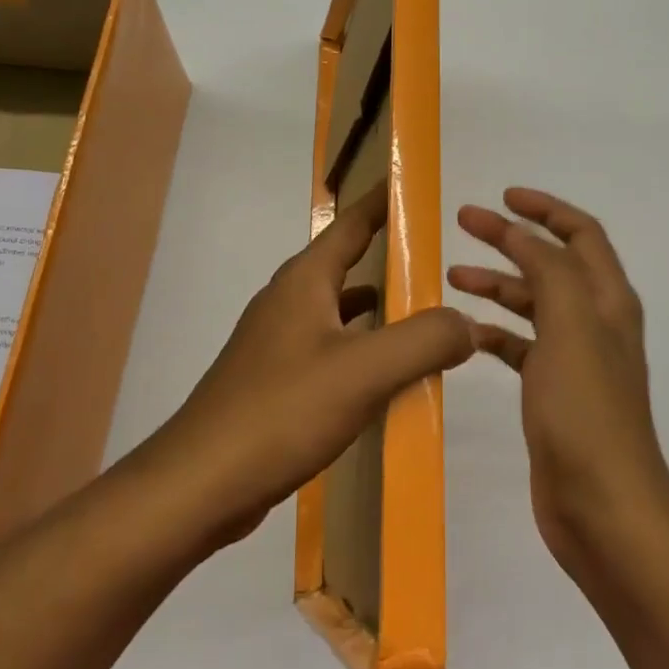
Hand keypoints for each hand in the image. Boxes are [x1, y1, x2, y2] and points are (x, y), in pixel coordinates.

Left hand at [144, 188, 474, 549]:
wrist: (201, 483)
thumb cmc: (281, 412)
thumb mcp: (363, 371)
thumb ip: (424, 341)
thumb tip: (467, 323)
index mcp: (304, 282)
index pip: (351, 224)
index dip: (383, 202)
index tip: (415, 185)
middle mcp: (288, 302)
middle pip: (346, 265)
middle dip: (389, 257)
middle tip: (439, 259)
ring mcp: (277, 343)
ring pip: (339, 311)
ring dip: (378, 310)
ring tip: (423, 316)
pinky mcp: (275, 382)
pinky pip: (330, 349)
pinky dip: (361, 351)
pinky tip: (383, 377)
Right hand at [449, 188, 668, 573]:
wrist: (602, 507)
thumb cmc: (586, 411)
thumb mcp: (570, 326)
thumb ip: (548, 271)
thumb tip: (522, 234)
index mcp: (607, 300)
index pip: (581, 234)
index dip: (545, 209)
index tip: (502, 197)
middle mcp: (595, 323)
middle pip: (551, 264)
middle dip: (511, 239)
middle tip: (465, 223)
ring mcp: (574, 360)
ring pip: (533, 305)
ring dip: (497, 284)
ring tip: (452, 275)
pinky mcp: (553, 393)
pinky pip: (520, 347)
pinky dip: (494, 333)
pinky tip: (464, 334)